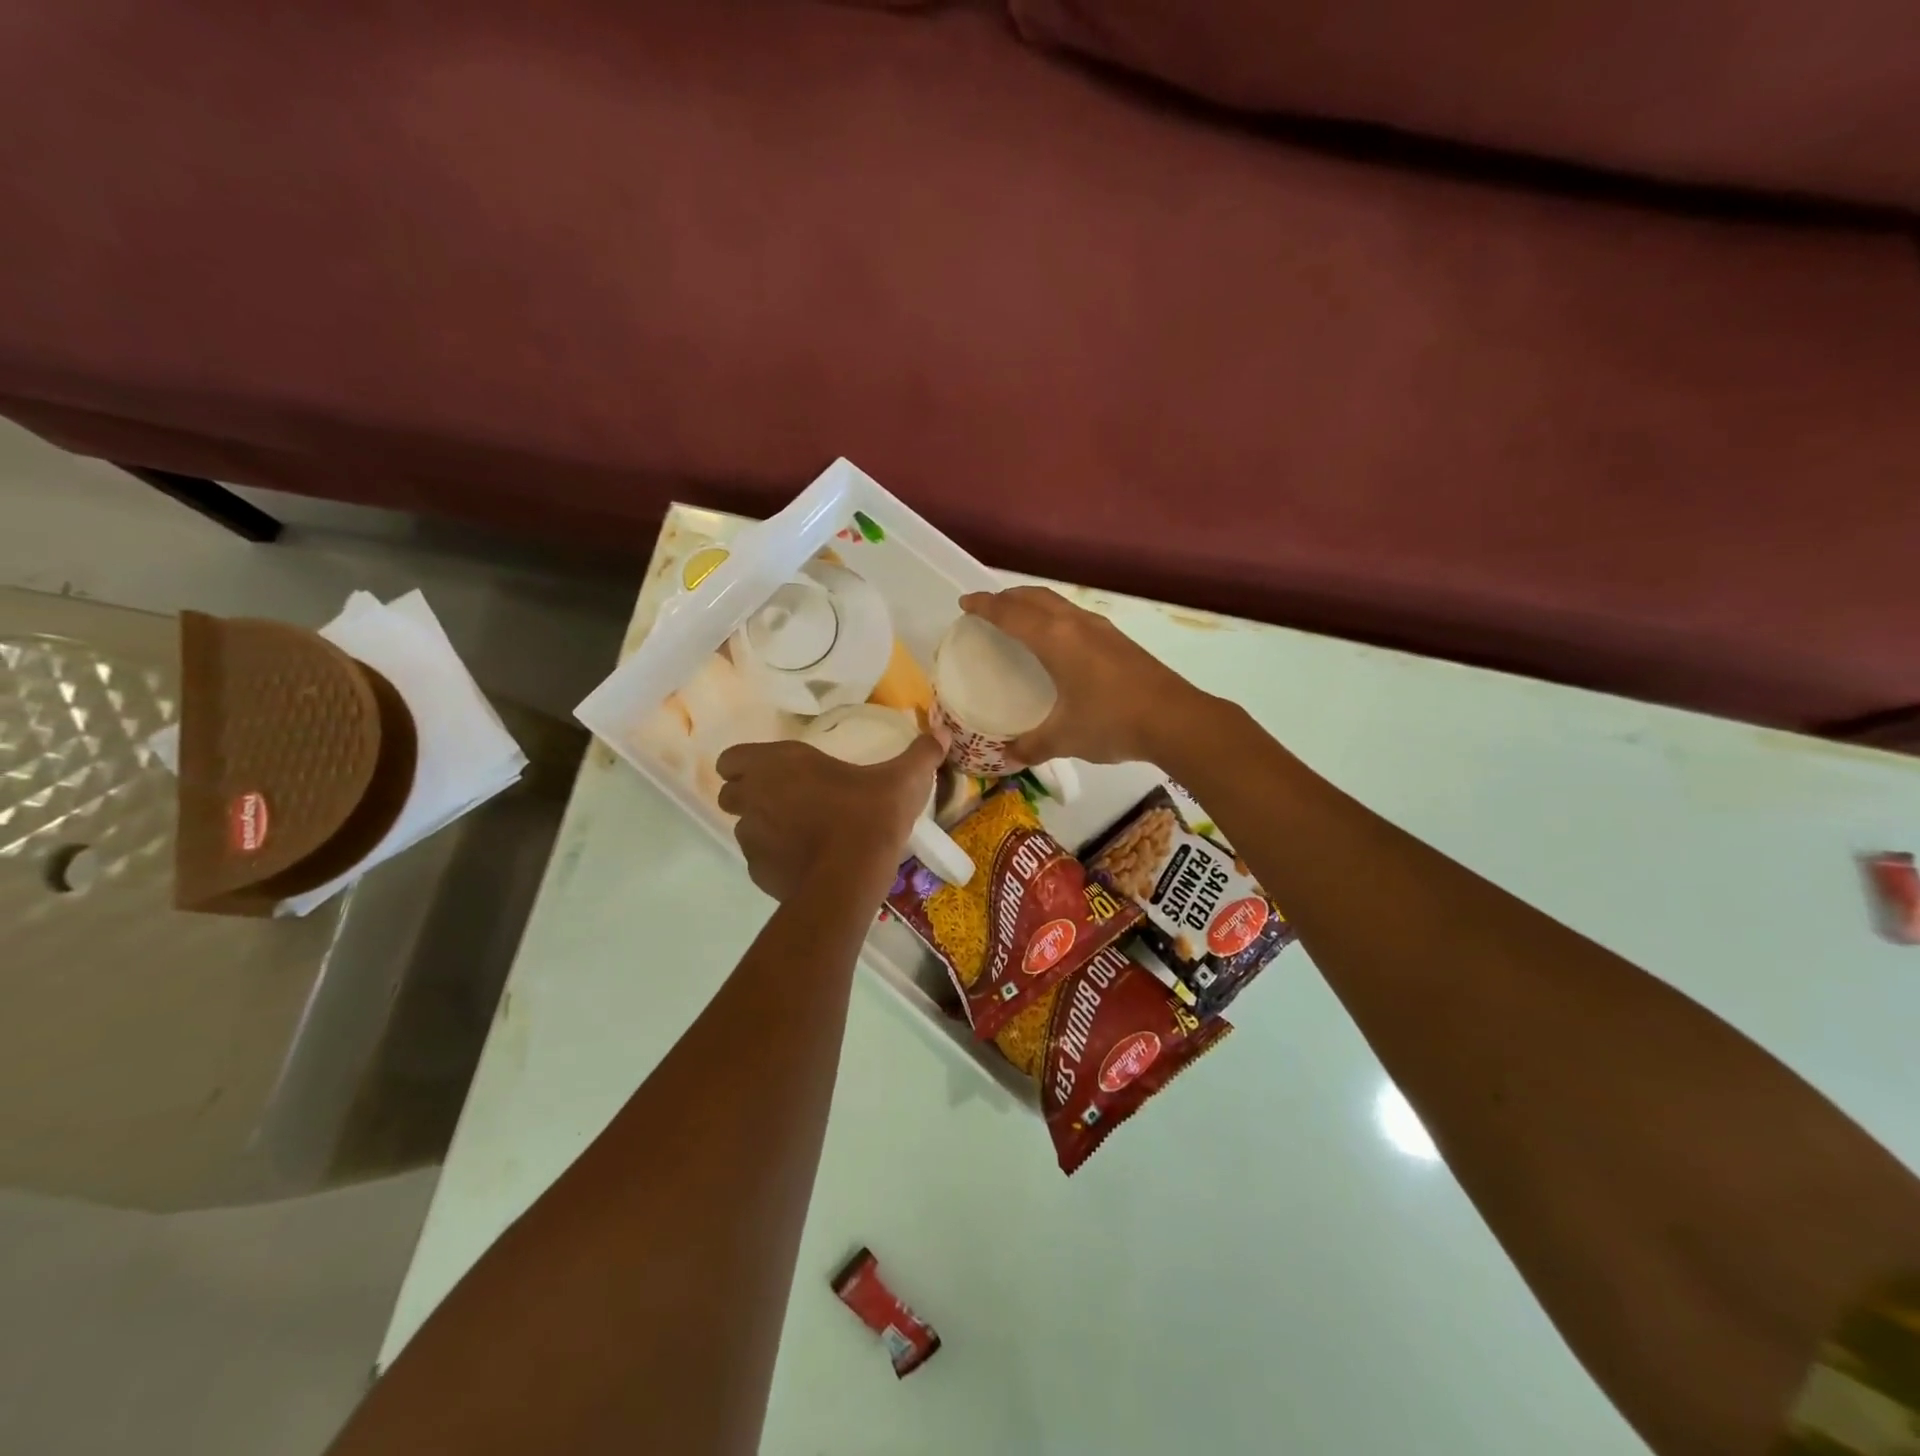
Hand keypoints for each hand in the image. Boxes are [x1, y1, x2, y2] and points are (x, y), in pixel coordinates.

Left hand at [716, 735, 942, 902]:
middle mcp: (756, 797)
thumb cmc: (870, 816)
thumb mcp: (904, 779)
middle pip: (730, 793)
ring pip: (744, 828)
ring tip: (799, 834)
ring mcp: (752, 838)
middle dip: (751, 795)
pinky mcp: (757, 872)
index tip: (773, 771)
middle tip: (788, 800)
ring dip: (763, 827)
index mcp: (780, 764)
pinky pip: (759, 860)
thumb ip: (921, 753)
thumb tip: (941, 733)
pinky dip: (775, 859)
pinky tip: (805, 862)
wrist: (851, 879)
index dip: (746, 764)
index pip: (732, 758)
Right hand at [957, 586, 1201, 765]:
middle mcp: (1077, 624)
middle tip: (988, 608)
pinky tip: (1060, 643)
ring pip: (1059, 604)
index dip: (985, 606)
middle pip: (1035, 597)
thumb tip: (1008, 757)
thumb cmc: (1112, 722)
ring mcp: (1102, 629)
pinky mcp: (1120, 641)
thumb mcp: (1065, 737)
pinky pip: (1076, 617)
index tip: (965, 604)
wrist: (1176, 720)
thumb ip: (1032, 745)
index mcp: (1055, 639)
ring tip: (1020, 620)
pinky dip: (1056, 618)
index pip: (1010, 613)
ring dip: (1034, 604)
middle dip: (1008, 598)